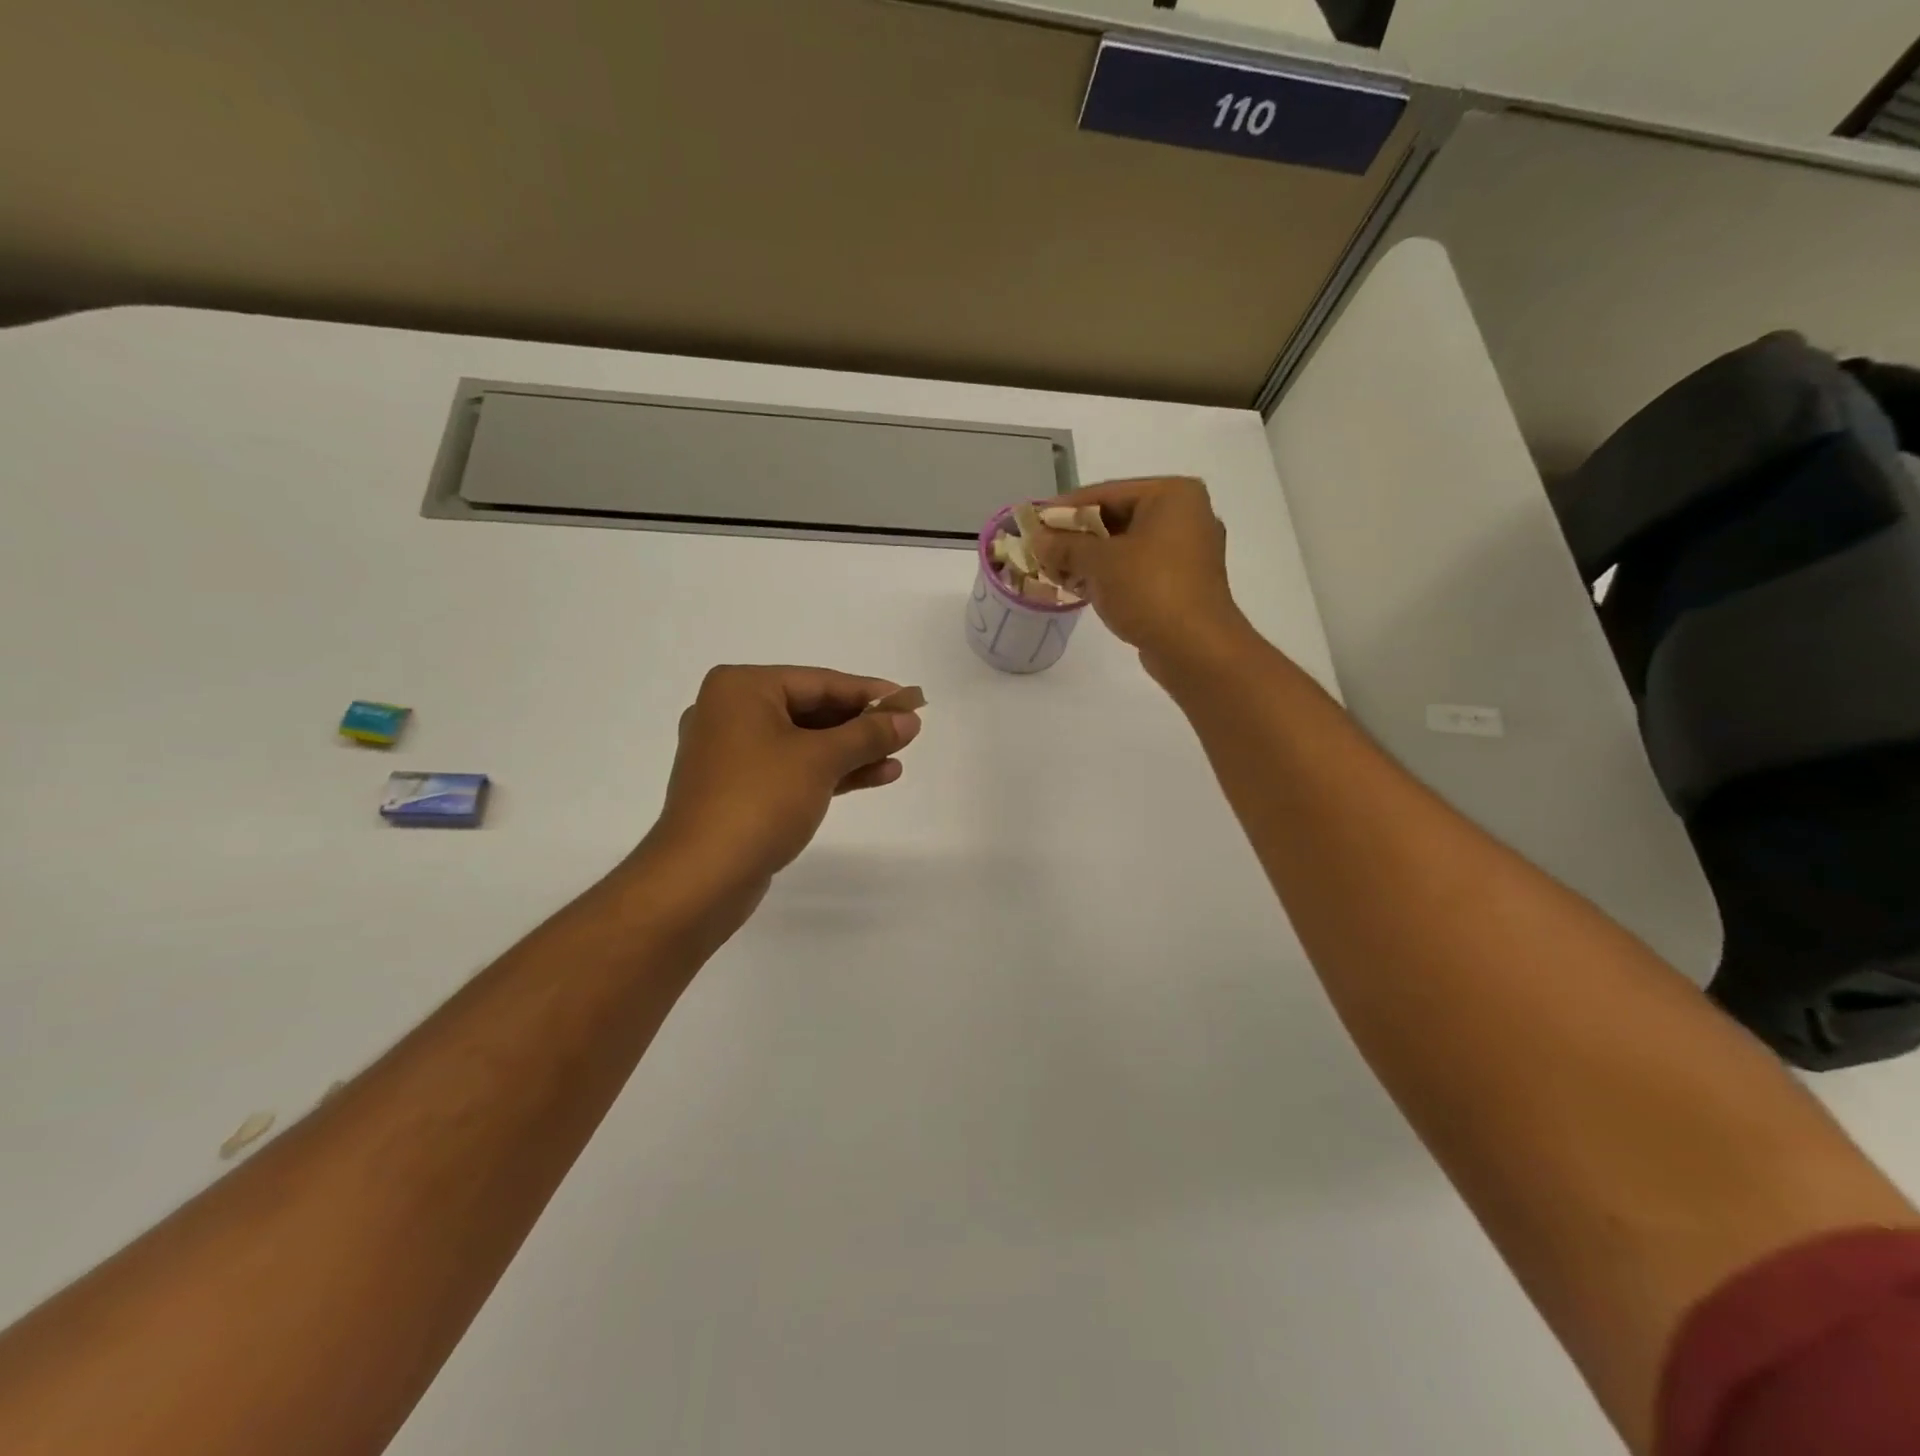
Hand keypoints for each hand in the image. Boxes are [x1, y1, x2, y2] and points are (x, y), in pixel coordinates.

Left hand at [645, 665, 922, 891]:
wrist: (701, 878)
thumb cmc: (760, 800)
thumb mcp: (821, 760)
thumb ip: (868, 734)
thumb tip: (909, 718)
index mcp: (740, 689)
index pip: (819, 681)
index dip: (869, 692)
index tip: (911, 702)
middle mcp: (730, 712)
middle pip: (811, 710)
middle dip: (861, 725)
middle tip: (907, 731)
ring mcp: (731, 754)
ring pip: (804, 743)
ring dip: (851, 751)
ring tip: (898, 758)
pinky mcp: (738, 789)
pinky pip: (792, 769)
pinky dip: (829, 772)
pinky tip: (874, 777)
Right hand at [1029, 477, 1249, 671]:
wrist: (1195, 648)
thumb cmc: (1149, 590)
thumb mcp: (1099, 562)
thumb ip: (1065, 545)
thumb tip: (1037, 538)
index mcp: (1172, 495)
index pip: (1106, 493)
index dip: (1065, 509)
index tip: (1033, 522)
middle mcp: (1185, 515)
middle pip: (1117, 518)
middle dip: (1076, 537)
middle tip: (1041, 550)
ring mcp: (1187, 551)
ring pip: (1126, 546)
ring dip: (1089, 559)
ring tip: (1053, 571)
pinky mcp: (1182, 582)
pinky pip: (1137, 569)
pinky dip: (1109, 575)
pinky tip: (1079, 588)